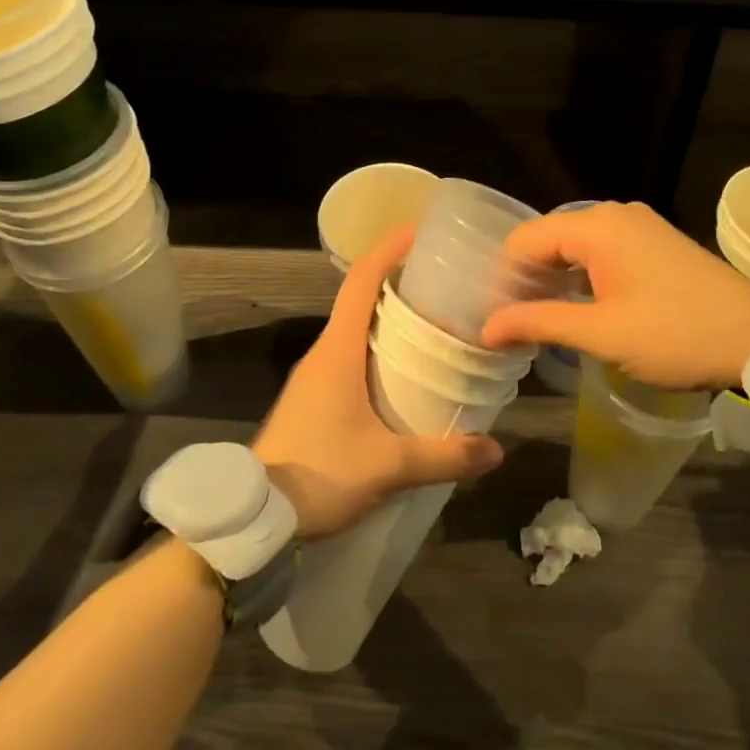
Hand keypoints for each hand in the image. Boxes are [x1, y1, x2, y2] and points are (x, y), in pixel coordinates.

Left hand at [253, 224, 503, 536]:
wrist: (253, 518)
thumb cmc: (318, 474)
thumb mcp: (388, 467)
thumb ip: (444, 456)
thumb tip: (496, 450)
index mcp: (338, 350)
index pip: (362, 280)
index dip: (389, 249)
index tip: (420, 231)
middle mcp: (325, 351)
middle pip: (361, 297)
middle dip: (399, 279)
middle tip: (443, 279)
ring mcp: (316, 374)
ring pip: (356, 327)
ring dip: (390, 314)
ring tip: (434, 318)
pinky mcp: (315, 397)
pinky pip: (351, 353)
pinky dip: (380, 344)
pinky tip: (406, 369)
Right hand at [480, 202, 749, 391]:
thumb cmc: (675, 334)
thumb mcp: (602, 333)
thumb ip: (539, 322)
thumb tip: (487, 327)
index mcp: (597, 225)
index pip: (526, 238)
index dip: (504, 277)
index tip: (497, 318)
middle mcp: (614, 214)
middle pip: (549, 237)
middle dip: (527, 277)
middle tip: (514, 323)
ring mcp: (638, 225)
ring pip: (575, 244)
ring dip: (554, 278)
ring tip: (541, 319)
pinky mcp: (654, 242)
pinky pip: (602, 250)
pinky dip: (582, 274)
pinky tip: (578, 306)